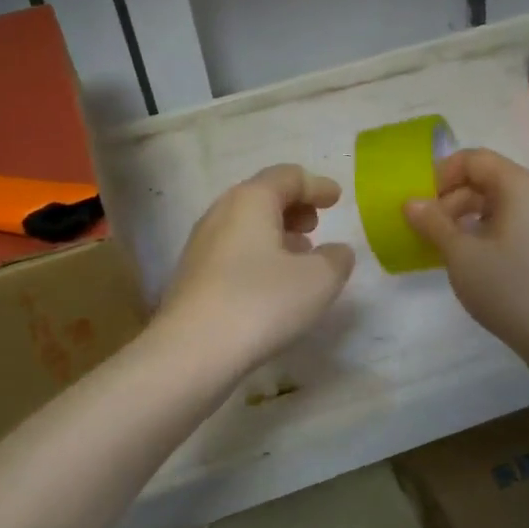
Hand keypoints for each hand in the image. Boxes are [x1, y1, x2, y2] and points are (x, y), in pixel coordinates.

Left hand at [157, 164, 355, 370]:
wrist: (192, 351)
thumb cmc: (261, 303)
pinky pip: (233, 251)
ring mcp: (201, 245)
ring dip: (275, 233)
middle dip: (293, 206)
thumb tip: (336, 252)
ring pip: (245, 226)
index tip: (336, 198)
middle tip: (316, 224)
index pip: (287, 176)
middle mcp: (220, 213)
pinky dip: (258, 254)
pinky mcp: (193, 277)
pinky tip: (271, 282)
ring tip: (299, 253)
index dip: (316, 185)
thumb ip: (336, 259)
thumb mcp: (318, 280)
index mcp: (250, 200)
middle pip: (261, 196)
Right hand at [403, 149, 528, 366]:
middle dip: (451, 199)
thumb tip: (411, 202)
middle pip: (486, 180)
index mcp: (519, 186)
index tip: (420, 203)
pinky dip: (484, 234)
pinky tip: (470, 262)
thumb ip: (433, 223)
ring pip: (497, 205)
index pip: (474, 159)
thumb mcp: (461, 254)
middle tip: (427, 230)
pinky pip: (510, 226)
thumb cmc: (509, 287)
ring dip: (465, 218)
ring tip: (443, 248)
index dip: (442, 174)